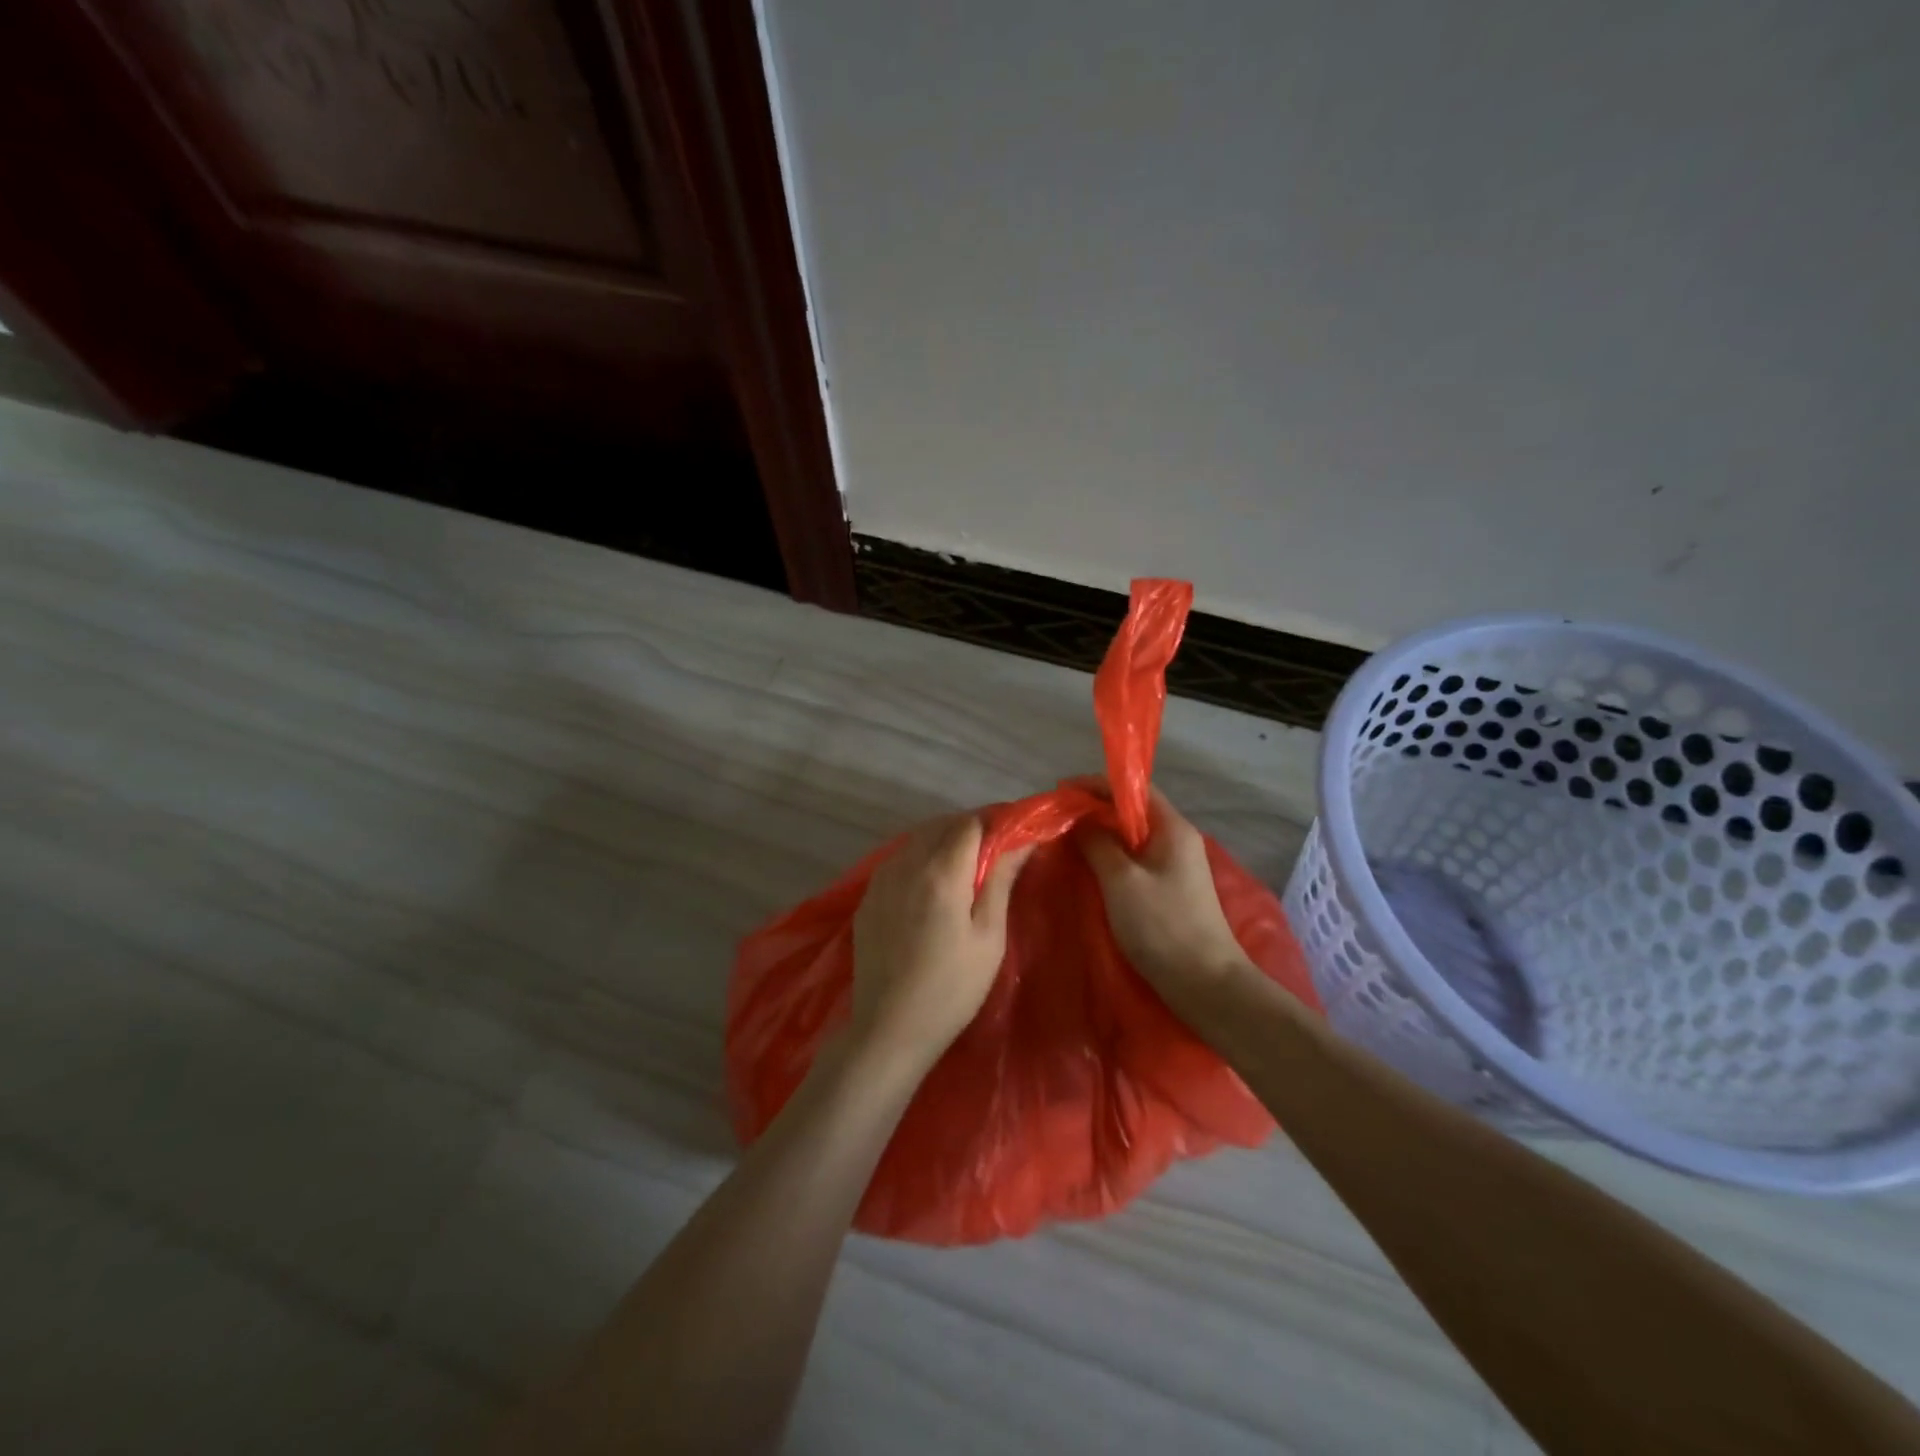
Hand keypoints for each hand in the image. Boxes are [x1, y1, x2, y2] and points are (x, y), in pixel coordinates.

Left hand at [850, 814, 1030, 1068]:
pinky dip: (919, 859)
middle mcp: (907, 864)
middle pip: (941, 825)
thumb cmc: (952, 988)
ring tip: (965, 868)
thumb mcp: (988, 937)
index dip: (994, 823)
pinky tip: (931, 885)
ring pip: (917, 840)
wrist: (890, 1027)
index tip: (1012, 837)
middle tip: (993, 853)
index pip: (970, 823)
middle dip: (970, 829)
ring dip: (943, 841)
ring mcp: (881, 879)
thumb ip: (1001, 881)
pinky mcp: (868, 897)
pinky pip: (898, 860)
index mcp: (941, 872)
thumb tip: (1022, 841)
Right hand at [1077, 789, 1256, 1005]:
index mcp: (1172, 828)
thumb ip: (1097, 843)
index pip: (1134, 789)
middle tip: (1058, 818)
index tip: (1062, 791)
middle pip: (1133, 811)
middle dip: (1094, 809)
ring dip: (1101, 834)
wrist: (1206, 984)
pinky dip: (1111, 857)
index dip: (1096, 784)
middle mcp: (1178, 839)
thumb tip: (1079, 818)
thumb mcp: (1121, 881)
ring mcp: (1176, 866)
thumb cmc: (1163, 926)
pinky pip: (1136, 860)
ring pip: (1132, 837)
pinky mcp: (1171, 889)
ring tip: (1067, 840)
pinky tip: (1090, 868)